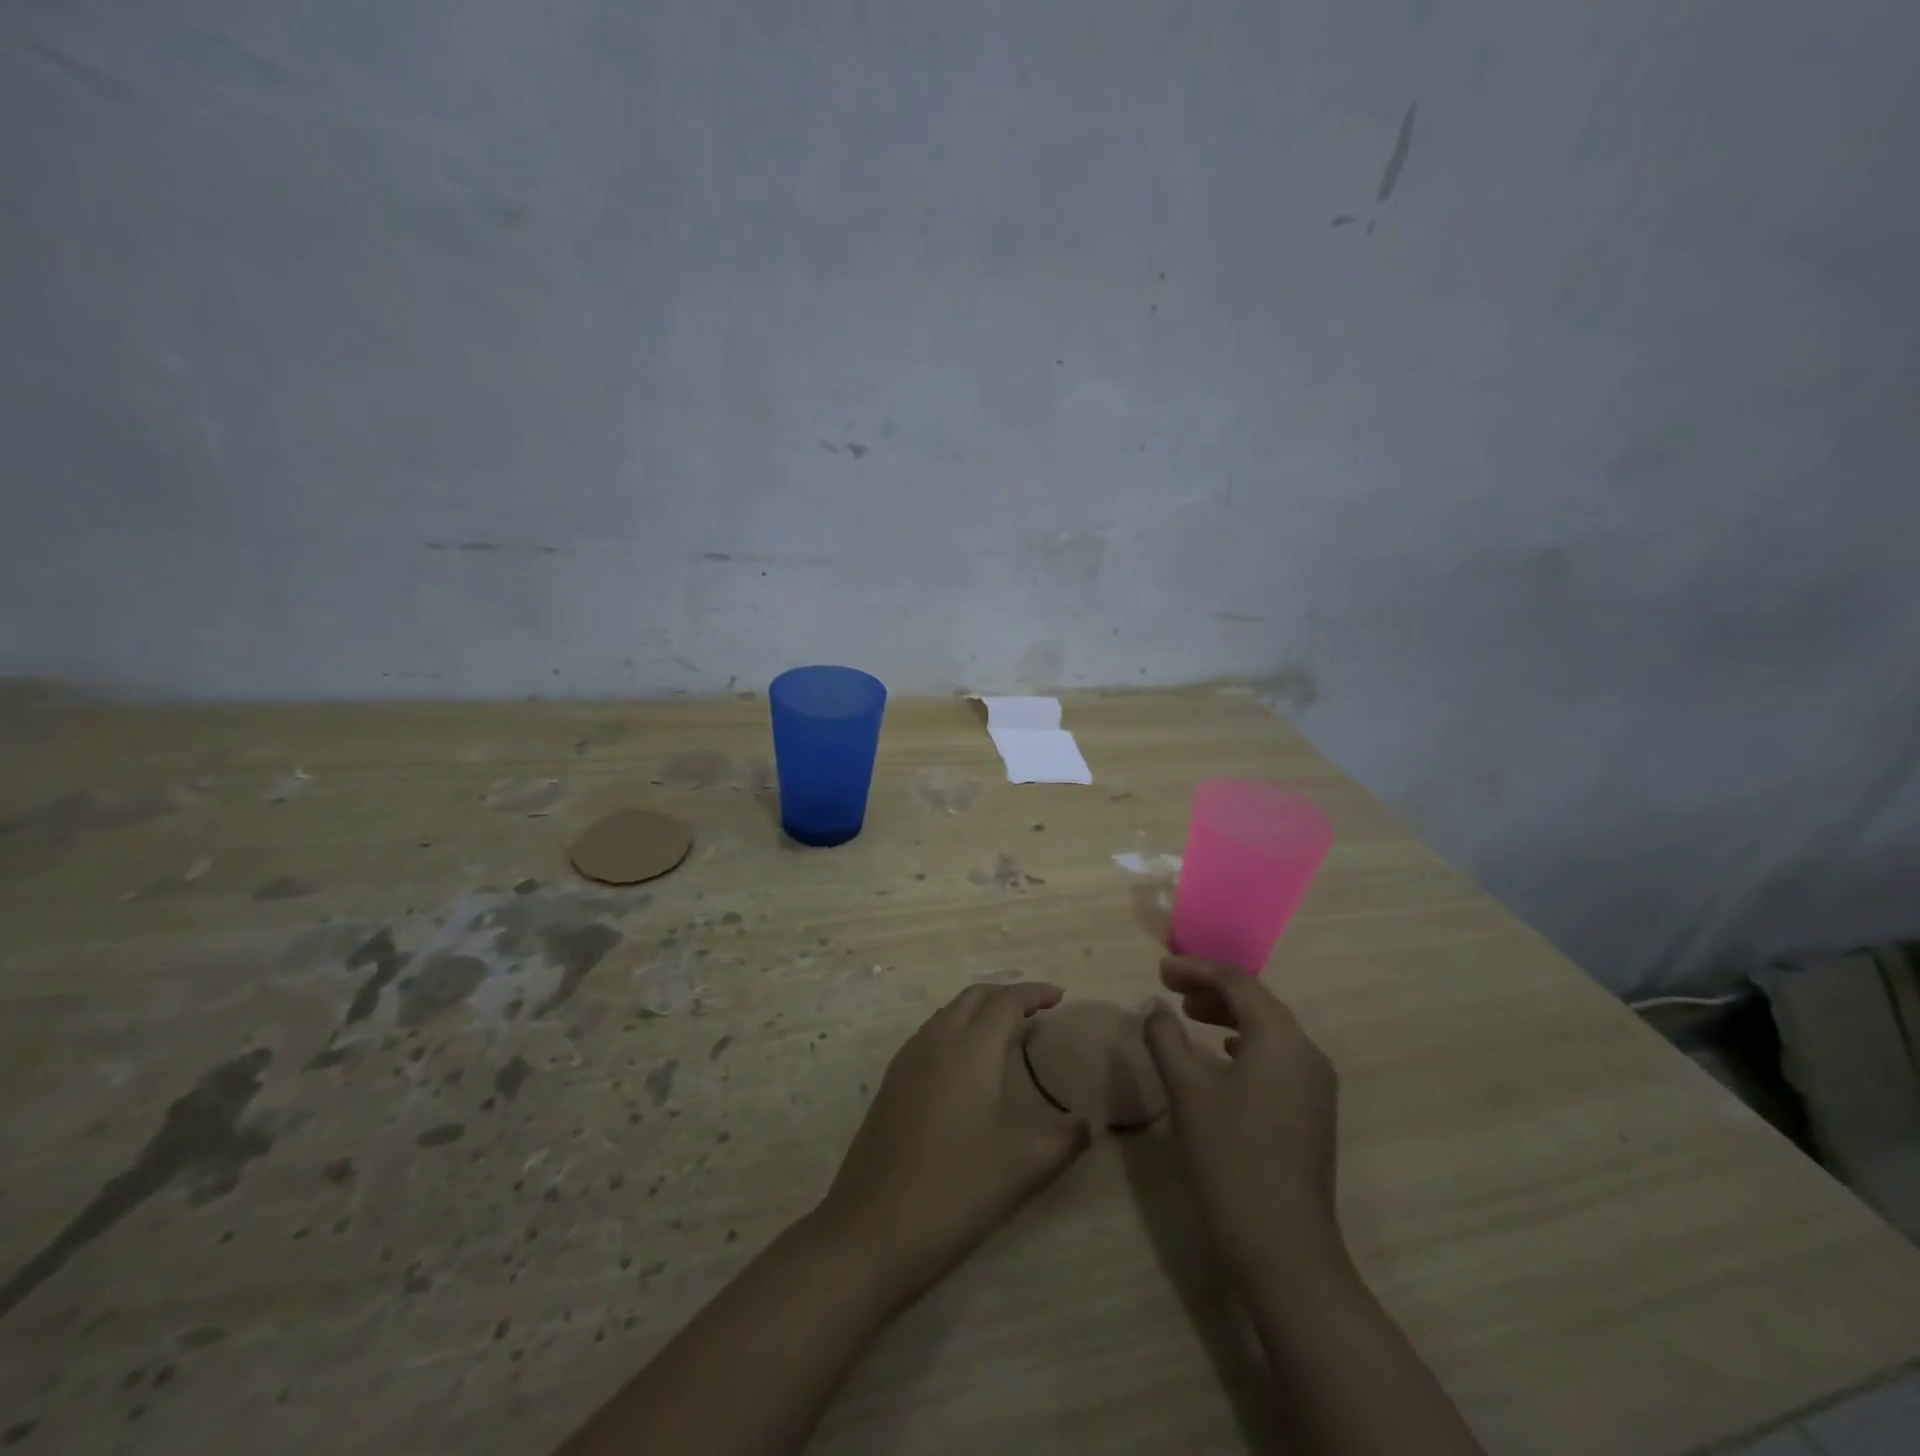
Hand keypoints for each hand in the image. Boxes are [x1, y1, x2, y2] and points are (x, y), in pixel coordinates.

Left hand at [818, 981, 1088, 1302]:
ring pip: (948, 1013)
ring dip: (978, 1011)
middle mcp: (937, 1040)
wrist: (872, 1228)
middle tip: (1035, 1010)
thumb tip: (1088, 1123)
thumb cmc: (955, 1189)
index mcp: (971, 1049)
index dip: (1034, 993)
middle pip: (974, 997)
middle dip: (1005, 994)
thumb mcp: (1022, 1167)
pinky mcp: (891, 1082)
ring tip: (1004, 1032)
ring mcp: (908, 1059)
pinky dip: (955, 1030)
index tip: (1059, 996)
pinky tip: (965, 1064)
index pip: (1006, 1001)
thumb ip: (1063, 1140)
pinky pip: (930, 1035)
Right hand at [1144, 955, 1346, 1287]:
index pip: (1237, 982)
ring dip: (1227, 1014)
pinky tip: (1222, 1054)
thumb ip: (1166, 1038)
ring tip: (1188, 1014)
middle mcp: (1306, 1052)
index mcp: (1281, 1038)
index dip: (1195, 969)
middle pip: (1256, 1001)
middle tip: (1169, 986)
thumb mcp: (1187, 1091)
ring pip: (1268, 1028)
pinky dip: (1244, 1042)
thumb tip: (1155, 1006)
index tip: (1159, 969)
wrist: (1284, 1249)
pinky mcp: (1313, 1109)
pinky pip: (1276, 1055)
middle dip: (1211, 988)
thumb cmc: (1230, 1158)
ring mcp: (1315, 1083)